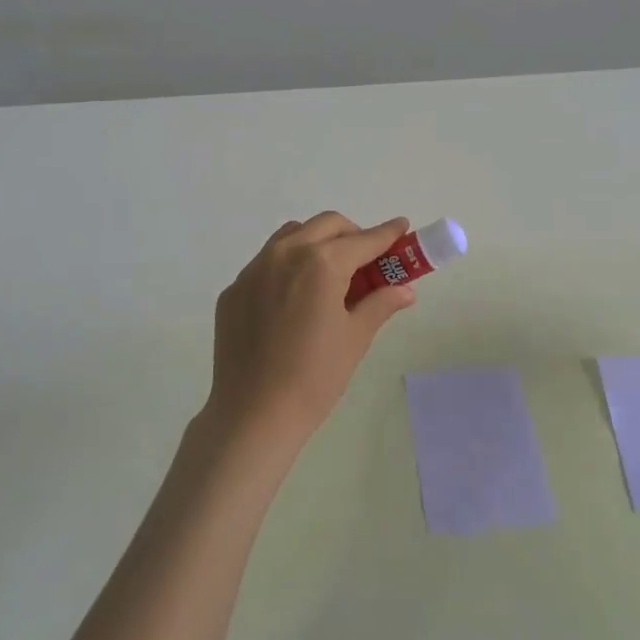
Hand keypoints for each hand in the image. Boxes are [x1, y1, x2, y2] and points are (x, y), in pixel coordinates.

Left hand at [207, 213, 416, 455]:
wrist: (253, 414)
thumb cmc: (314, 378)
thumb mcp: (355, 338)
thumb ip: (380, 304)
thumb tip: (405, 290)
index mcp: (320, 264)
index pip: (363, 240)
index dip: (387, 234)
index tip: (402, 227)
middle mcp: (285, 254)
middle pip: (327, 225)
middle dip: (352, 235)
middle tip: (367, 262)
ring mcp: (253, 270)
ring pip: (292, 235)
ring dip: (317, 242)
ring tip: (330, 275)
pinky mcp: (234, 289)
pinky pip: (266, 262)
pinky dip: (288, 265)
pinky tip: (294, 299)